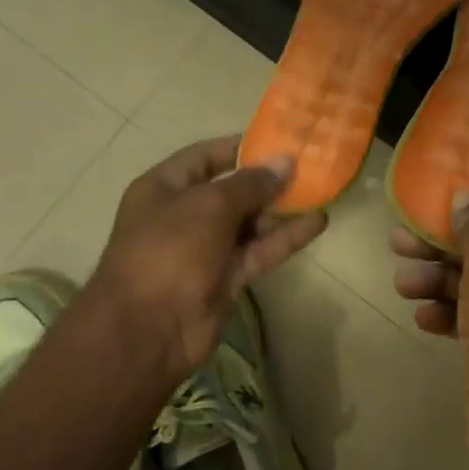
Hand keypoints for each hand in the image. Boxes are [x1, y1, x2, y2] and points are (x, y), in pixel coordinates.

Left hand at [89, 135, 326, 385]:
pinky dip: (286, 237)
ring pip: (250, 223)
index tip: (279, 141)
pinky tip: (318, 222)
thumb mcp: (208, 206)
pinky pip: (260, 251)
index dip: (241, 148)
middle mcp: (184, 215)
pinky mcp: (227, 277)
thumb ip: (250, 184)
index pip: (205, 157)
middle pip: (232, 190)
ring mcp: (206, 248)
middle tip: (310, 166)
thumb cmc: (169, 251)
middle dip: (268, 180)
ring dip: (282, 209)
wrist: (147, 329)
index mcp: (164, 188)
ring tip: (320, 191)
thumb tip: (285, 162)